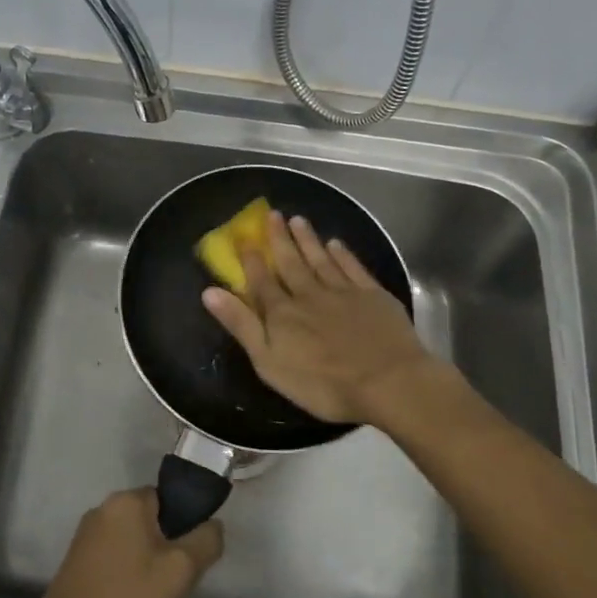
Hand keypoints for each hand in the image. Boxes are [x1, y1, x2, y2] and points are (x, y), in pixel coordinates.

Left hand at [19, 488, 222, 597]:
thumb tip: (212, 525)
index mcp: (126, 502)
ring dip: (152, 587)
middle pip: (154, 532)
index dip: (186, 531)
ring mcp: (85, 542)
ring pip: (137, 559)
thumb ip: (205, 541)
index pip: (170, 501)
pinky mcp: (75, 571)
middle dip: (169, 566)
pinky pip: (116, 576)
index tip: (191, 566)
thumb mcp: (181, 571)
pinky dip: (129, 596)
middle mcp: (102, 513)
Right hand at [201, 210, 436, 425]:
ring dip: (308, 240)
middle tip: (272, 214)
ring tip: (298, 220)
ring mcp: (343, 292)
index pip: (262, 281)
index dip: (251, 260)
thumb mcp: (269, 362)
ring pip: (321, 259)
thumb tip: (209, 291)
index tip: (243, 238)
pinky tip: (336, 244)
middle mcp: (309, 294)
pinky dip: (343, 254)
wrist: (387, 382)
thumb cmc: (322, 383)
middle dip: (280, 239)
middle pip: (291, 262)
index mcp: (282, 313)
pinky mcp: (373, 296)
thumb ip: (241, 325)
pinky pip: (353, 268)